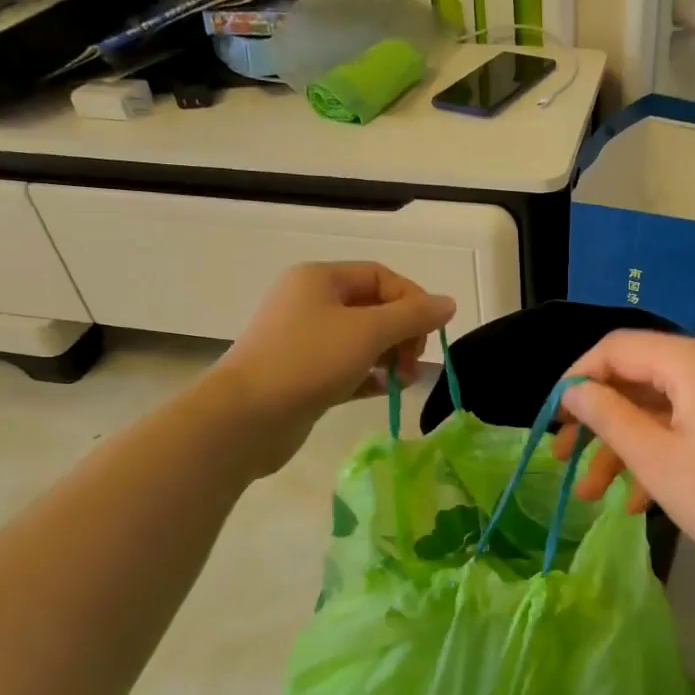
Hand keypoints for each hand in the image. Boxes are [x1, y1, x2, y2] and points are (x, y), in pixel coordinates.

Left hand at [213, 262, 455, 474]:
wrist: (246, 417)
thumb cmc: (308, 361)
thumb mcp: (369, 332)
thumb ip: (413, 317)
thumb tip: (449, 304)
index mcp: (320, 279)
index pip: (381, 277)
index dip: (413, 300)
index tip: (430, 332)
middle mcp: (310, 303)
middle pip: (374, 308)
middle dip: (403, 332)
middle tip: (414, 361)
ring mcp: (304, 340)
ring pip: (362, 340)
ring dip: (391, 356)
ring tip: (404, 381)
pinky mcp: (303, 375)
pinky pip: (347, 367)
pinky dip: (370, 376)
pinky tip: (386, 390)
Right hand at [554, 331, 694, 597]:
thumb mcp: (656, 458)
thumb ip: (608, 416)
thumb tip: (574, 390)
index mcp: (692, 361)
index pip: (617, 348)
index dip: (577, 379)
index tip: (551, 421)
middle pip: (637, 379)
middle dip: (597, 420)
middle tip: (562, 459)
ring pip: (658, 411)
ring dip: (622, 448)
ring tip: (591, 495)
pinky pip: (685, 430)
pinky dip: (657, 457)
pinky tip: (635, 503)